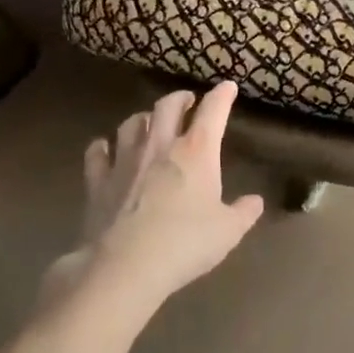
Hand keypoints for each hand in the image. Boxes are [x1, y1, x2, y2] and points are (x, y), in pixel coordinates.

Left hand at [62, 82, 263, 310]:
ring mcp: (125, 159)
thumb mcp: (228, 232)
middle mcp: (160, 145)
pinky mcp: (98, 180)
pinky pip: (97, 152)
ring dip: (144, 118)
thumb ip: (244, 212)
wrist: (126, 265)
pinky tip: (105, 149)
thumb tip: (255, 202)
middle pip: (168, 106)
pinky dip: (103, 147)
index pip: (213, 111)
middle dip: (180, 98)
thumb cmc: (186, 244)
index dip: (222, 96)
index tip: (228, 87)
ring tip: (149, 123)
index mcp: (197, 152)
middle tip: (187, 101)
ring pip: (132, 123)